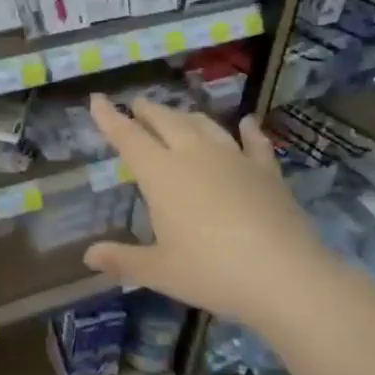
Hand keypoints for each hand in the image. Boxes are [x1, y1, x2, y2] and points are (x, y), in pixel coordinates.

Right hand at [83, 94, 337, 328]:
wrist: (285, 276)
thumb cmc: (211, 272)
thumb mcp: (159, 271)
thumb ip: (122, 260)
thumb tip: (88, 256)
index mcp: (161, 174)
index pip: (128, 137)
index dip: (110, 117)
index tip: (97, 98)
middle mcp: (194, 155)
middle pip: (166, 122)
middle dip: (148, 111)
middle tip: (138, 105)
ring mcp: (234, 159)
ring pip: (205, 125)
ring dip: (187, 116)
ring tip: (179, 115)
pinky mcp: (267, 171)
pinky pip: (254, 142)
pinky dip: (248, 130)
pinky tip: (247, 123)